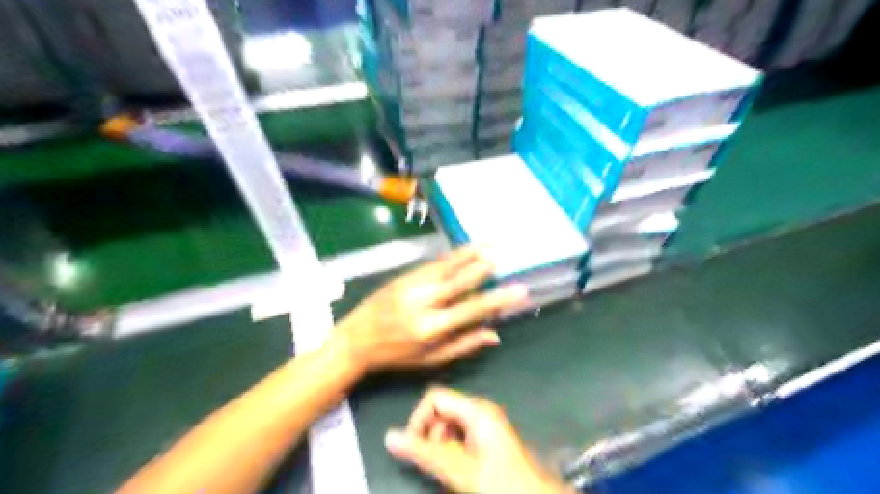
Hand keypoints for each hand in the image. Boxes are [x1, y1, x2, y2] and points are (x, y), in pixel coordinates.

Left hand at [326, 247, 525, 374]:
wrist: (356, 339)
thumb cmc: (396, 355)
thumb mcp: (430, 359)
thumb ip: (463, 345)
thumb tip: (494, 334)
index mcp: (431, 328)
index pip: (471, 310)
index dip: (497, 300)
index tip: (518, 291)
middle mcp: (423, 303)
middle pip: (459, 281)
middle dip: (483, 268)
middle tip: (503, 256)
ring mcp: (412, 286)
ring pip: (445, 267)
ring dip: (468, 254)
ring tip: (488, 244)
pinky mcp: (403, 277)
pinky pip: (432, 264)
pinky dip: (450, 256)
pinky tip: (463, 251)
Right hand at [387, 387, 570, 490]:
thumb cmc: (503, 484)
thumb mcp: (461, 470)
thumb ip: (426, 454)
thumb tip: (390, 437)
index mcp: (476, 410)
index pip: (434, 397)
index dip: (419, 419)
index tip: (413, 448)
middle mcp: (480, 412)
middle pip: (440, 412)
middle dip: (430, 436)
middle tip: (437, 465)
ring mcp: (484, 427)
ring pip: (447, 428)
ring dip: (440, 448)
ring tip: (451, 472)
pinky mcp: (486, 442)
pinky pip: (458, 440)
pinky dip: (451, 454)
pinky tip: (459, 473)